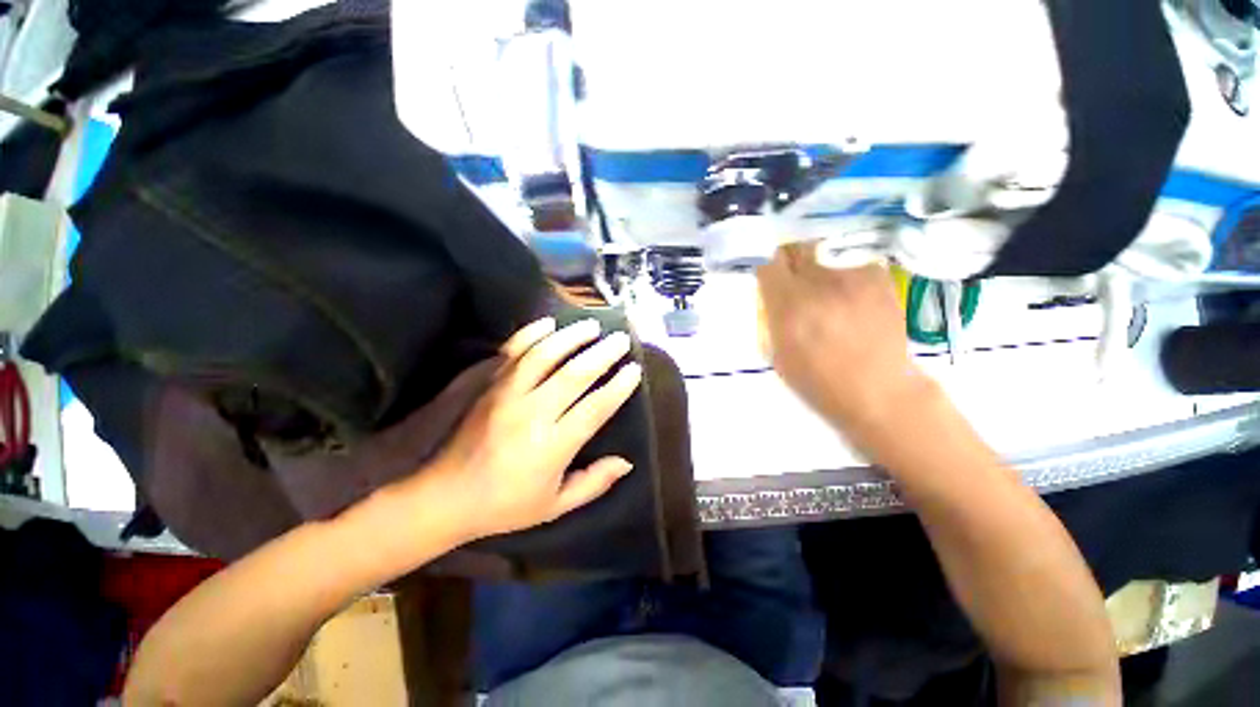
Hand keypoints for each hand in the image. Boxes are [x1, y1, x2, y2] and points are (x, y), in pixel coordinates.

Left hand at [423, 317, 642, 540]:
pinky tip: (549, 323)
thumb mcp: (555, 506)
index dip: (618, 386)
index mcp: (552, 447)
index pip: (595, 408)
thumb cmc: (507, 505)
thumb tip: (626, 462)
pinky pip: (512, 352)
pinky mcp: (489, 386)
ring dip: (571, 337)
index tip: (634, 369)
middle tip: (620, 339)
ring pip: (544, 355)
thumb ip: (593, 482)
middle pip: (574, 374)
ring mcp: (507, 396)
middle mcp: (532, 415)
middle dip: (602, 353)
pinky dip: (531, 333)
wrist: (446, 497)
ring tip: (591, 326)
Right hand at [757, 244, 932, 436]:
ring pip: (825, 258)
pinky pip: (853, 267)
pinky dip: (847, 279)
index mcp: (788, 306)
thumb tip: (773, 297)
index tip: (770, 279)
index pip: (768, 265)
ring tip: (830, 296)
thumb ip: (772, 319)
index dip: (767, 269)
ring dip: (820, 272)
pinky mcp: (878, 278)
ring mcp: (851, 277)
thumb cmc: (819, 382)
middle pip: (796, 250)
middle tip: (795, 280)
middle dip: (791, 262)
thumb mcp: (778, 355)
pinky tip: (854, 300)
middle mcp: (817, 283)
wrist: (879, 390)